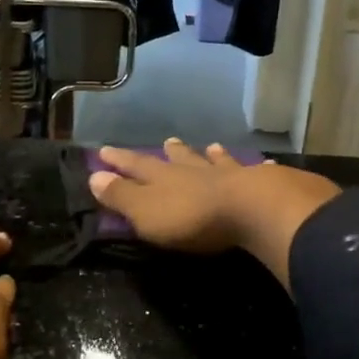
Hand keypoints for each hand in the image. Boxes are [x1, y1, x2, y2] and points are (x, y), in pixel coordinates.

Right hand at [88, 140, 338, 286]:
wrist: (250, 210)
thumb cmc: (191, 218)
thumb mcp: (145, 212)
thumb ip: (121, 196)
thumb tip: (94, 176)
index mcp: (163, 178)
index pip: (135, 166)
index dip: (119, 160)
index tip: (105, 151)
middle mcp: (194, 171)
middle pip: (179, 159)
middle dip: (170, 152)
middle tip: (166, 141)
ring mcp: (228, 175)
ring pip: (216, 161)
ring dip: (210, 155)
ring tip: (211, 146)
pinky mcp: (259, 185)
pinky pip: (255, 172)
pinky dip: (256, 167)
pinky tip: (265, 162)